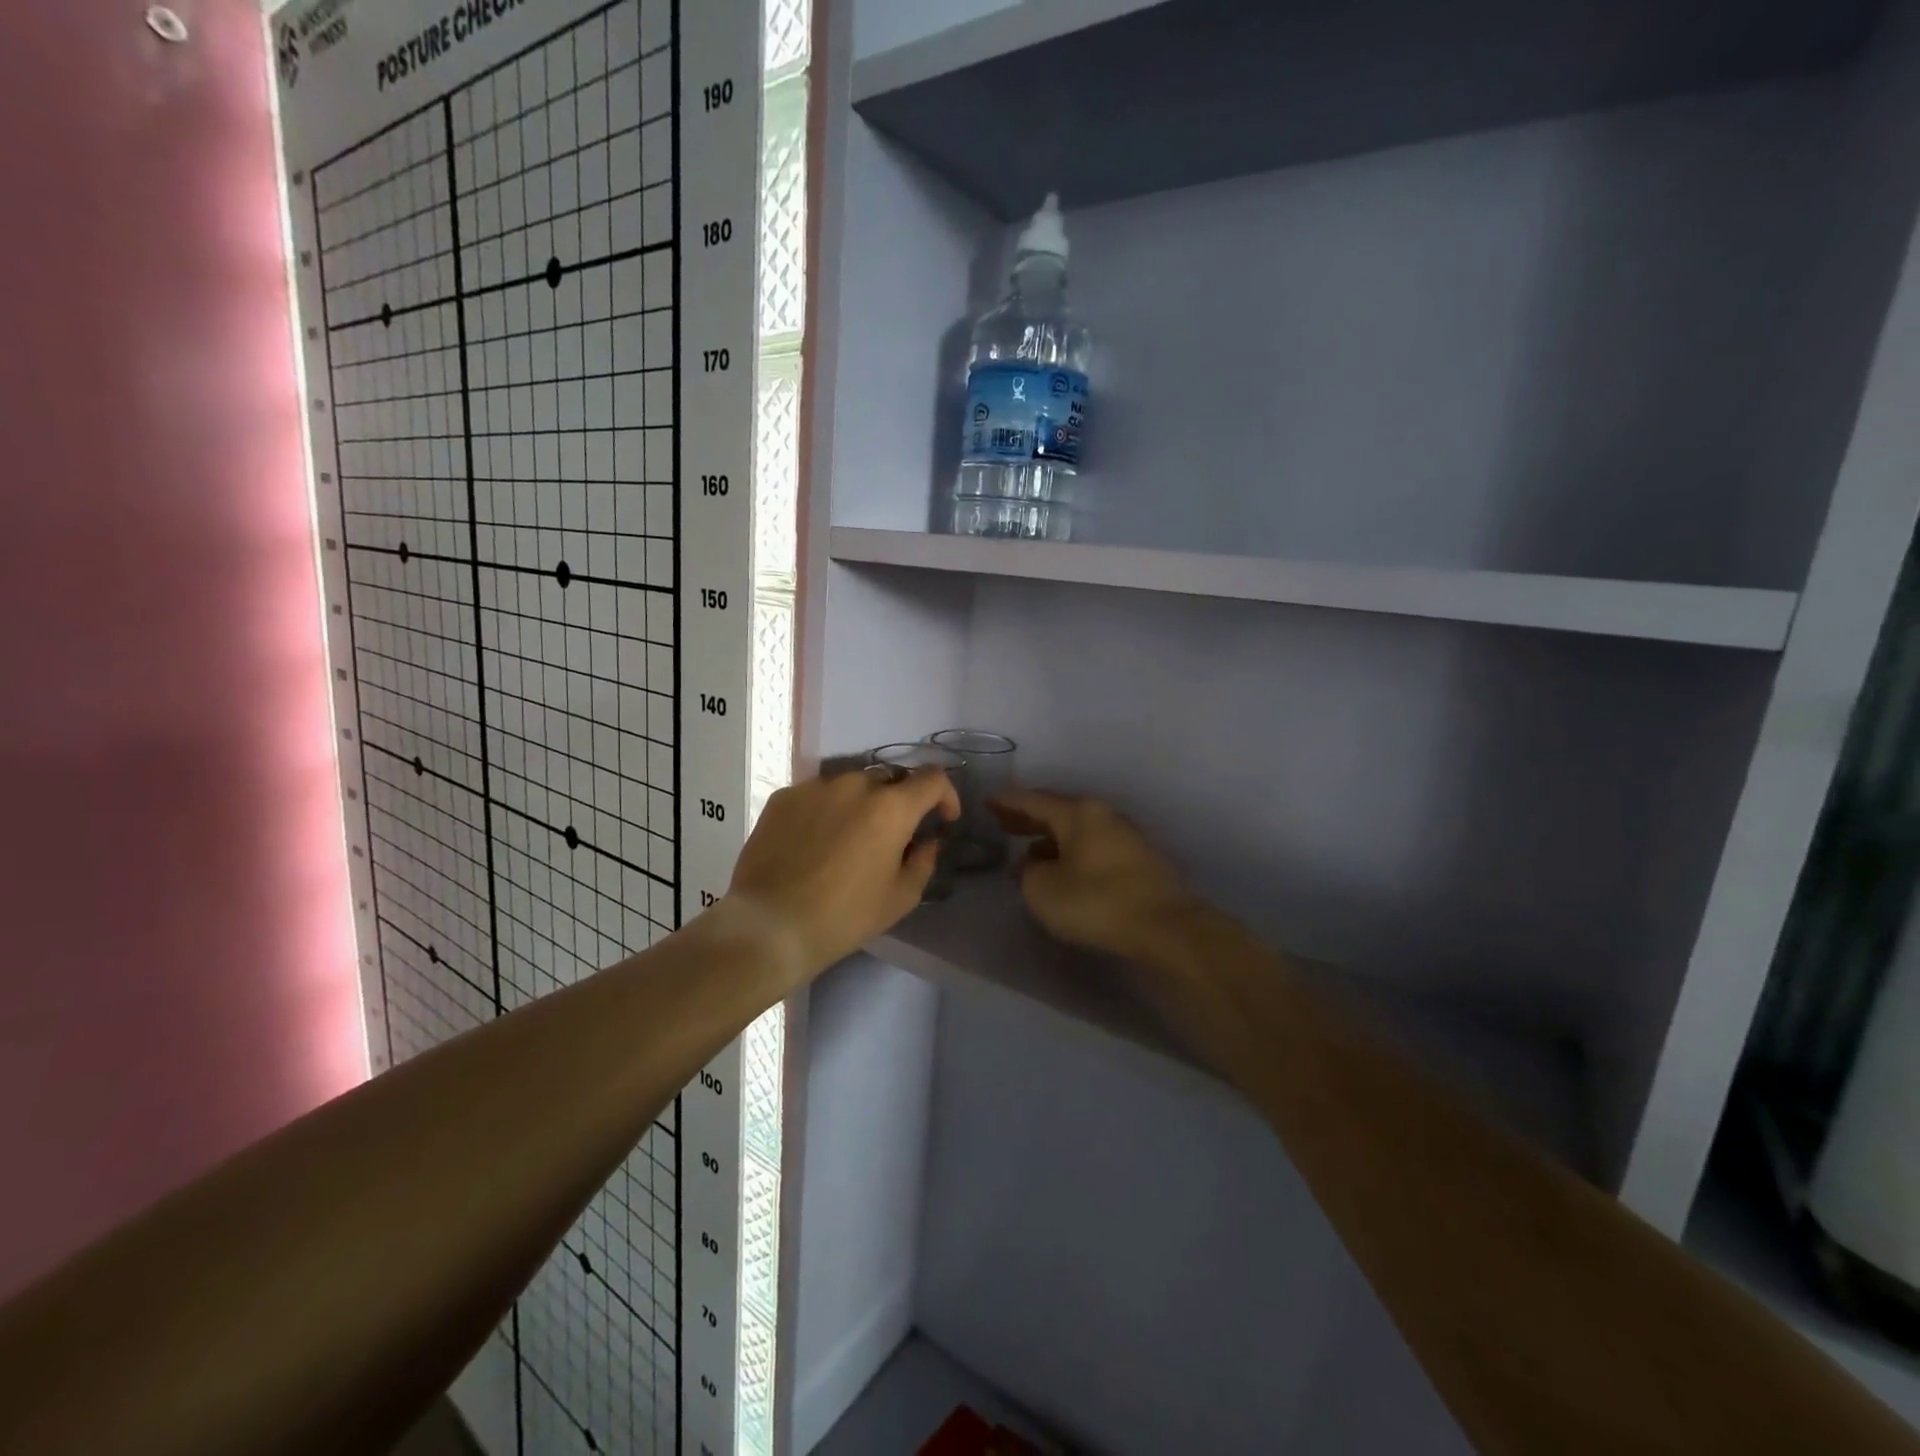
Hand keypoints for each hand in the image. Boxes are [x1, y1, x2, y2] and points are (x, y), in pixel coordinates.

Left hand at [726, 766, 960, 976]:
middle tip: (893, 834)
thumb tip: (926, 842)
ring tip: (849, 838)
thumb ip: (923, 861)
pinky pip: (817, 794)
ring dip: (861, 804)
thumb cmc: (844, 917)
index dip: (946, 795)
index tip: (943, 818)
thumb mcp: (900, 898)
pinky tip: (815, 842)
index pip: (933, 779)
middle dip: (900, 801)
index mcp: (891, 807)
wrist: (770, 925)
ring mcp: (815, 787)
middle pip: (890, 779)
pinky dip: (826, 810)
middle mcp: (855, 785)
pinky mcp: (783, 797)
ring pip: (851, 785)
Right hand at [991, 790, 1197, 960]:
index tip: (988, 801)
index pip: (1034, 800)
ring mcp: (1126, 836)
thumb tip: (1033, 863)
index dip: (1008, 802)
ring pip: (1079, 830)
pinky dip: (1074, 852)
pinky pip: (1096, 847)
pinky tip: (1065, 870)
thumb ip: (1028, 871)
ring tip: (1031, 853)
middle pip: (1059, 811)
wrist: (1166, 927)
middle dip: (1030, 818)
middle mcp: (1104, 815)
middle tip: (1004, 824)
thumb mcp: (1043, 890)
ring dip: (1052, 839)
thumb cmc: (1096, 902)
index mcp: (1078, 813)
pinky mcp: (1141, 860)